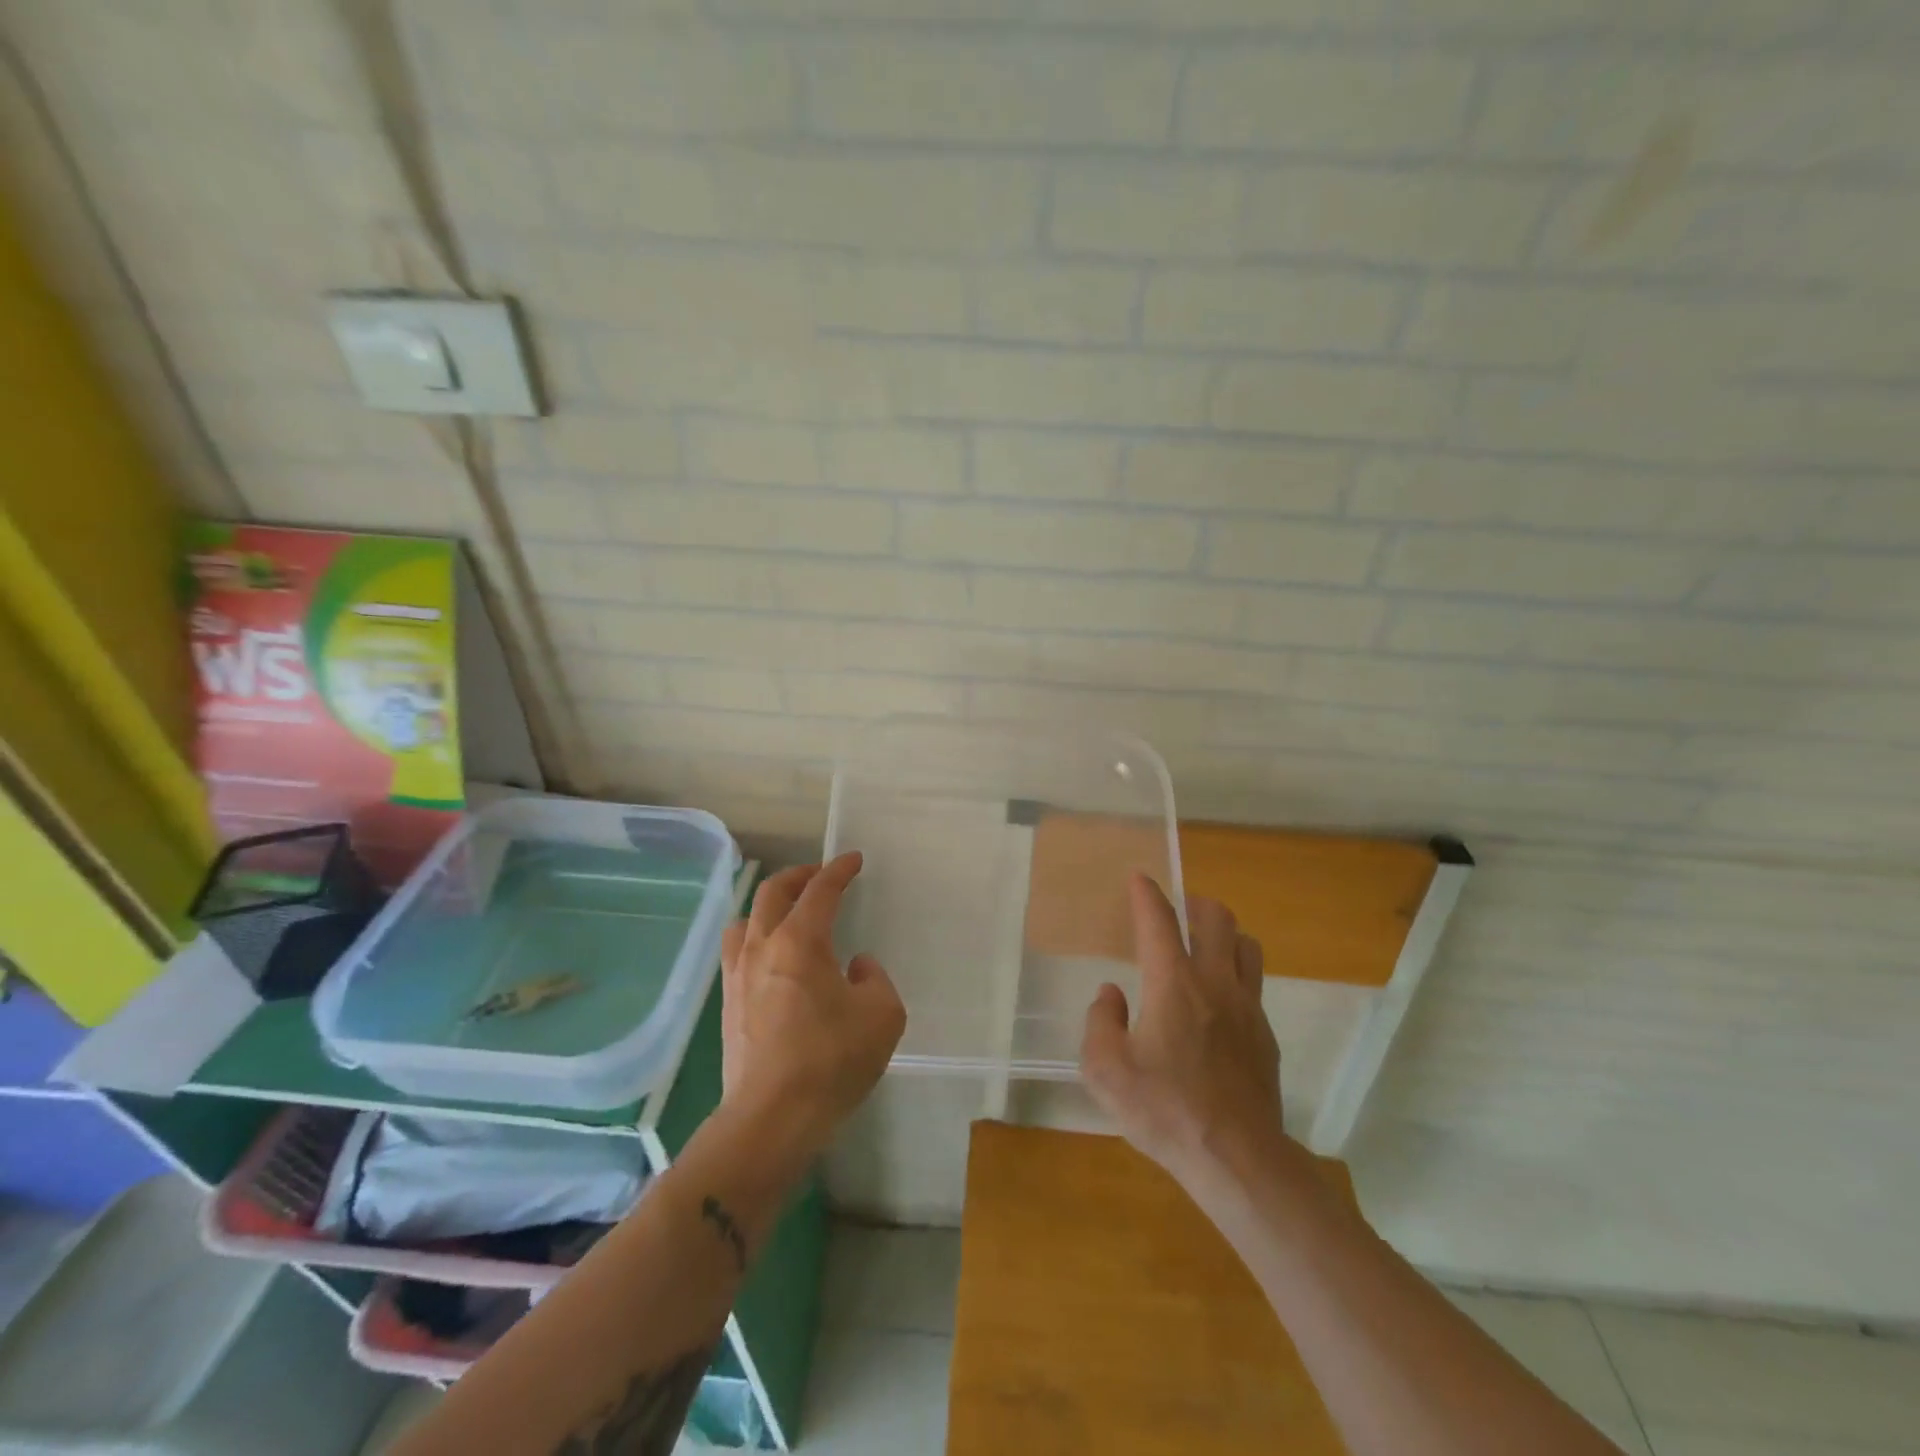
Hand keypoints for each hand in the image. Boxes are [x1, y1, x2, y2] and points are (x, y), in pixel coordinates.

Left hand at [718, 853, 905, 1162]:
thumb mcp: (882, 1015)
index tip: (854, 860)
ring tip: (790, 912)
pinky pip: (737, 949)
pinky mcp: (728, 1002)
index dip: (839, 870)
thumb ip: (875, 979)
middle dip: (800, 876)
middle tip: (820, 876)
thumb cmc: (831, 1061)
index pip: (820, 890)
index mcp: (801, 941)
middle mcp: (764, 946)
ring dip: (771, 904)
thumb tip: (855, 967)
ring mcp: (739, 974)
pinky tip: (771, 955)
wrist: (770, 1118)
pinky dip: (756, 935)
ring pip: (747, 918)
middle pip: (774, 891)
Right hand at [1080, 874, 1285, 1188]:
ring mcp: (1248, 1007)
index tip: (1139, 878)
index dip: (1146, 894)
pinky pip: (1254, 984)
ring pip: (1247, 945)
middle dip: (1195, 903)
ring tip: (1204, 946)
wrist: (1237, 1159)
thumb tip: (1111, 994)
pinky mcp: (1266, 1034)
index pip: (1159, 921)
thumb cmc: (1165, 1111)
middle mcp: (1215, 983)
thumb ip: (1100, 1023)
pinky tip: (1218, 1002)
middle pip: (1217, 918)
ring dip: (1225, 934)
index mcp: (1173, 984)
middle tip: (1177, 911)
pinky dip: (1236, 974)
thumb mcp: (1105, 1072)